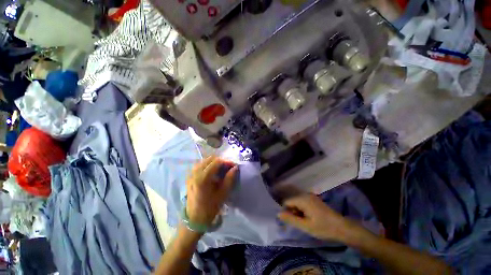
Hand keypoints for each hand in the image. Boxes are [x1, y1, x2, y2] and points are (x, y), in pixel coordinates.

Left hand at [186, 156, 237, 226]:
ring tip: (221, 168)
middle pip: (210, 159)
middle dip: (221, 161)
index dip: (227, 162)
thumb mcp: (223, 194)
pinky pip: (200, 165)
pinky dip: (208, 165)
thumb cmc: (210, 208)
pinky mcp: (190, 177)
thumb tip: (235, 167)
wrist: (194, 220)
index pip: (216, 162)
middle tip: (228, 167)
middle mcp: (195, 173)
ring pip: (204, 161)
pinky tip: (212, 171)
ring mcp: (191, 174)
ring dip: (214, 162)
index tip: (234, 166)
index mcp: (203, 178)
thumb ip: (229, 179)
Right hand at [278, 194, 362, 242]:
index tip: (291, 222)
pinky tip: (308, 218)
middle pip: (292, 201)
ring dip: (298, 211)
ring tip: (305, 221)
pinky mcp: (314, 199)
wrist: (342, 228)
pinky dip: (302, 210)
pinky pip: (303, 203)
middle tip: (300, 223)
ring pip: (297, 202)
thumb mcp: (305, 226)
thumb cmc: (323, 227)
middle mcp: (305, 194)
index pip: (287, 202)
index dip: (286, 211)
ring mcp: (310, 196)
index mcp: (303, 199)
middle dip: (292, 211)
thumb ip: (291, 219)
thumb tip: (278, 214)